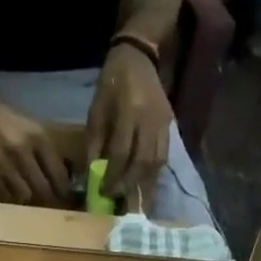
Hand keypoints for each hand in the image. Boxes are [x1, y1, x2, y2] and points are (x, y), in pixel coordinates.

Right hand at [0, 85, 70, 204]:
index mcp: (38, 137)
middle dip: (50, 198)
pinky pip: (7, 195)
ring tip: (33, 198)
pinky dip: (12, 196)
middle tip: (53, 202)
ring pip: (25, 196)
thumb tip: (64, 175)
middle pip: (43, 189)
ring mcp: (4, 164)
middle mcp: (23, 151)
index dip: (64, 189)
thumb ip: (46, 151)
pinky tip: (14, 192)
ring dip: (31, 199)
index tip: (67, 196)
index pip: (58, 172)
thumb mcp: (32, 128)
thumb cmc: (6, 119)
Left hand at [85, 43, 171, 203]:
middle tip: (118, 203)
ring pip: (156, 163)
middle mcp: (149, 120)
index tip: (102, 193)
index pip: (121, 154)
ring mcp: (163, 123)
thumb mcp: (96, 112)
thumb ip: (94, 145)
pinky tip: (144, 186)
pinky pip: (163, 157)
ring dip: (144, 186)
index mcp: (128, 113)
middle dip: (129, 186)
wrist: (138, 57)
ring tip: (134, 202)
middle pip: (142, 163)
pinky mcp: (169, 126)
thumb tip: (91, 177)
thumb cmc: (111, 84)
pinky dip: (153, 175)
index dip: (112, 177)